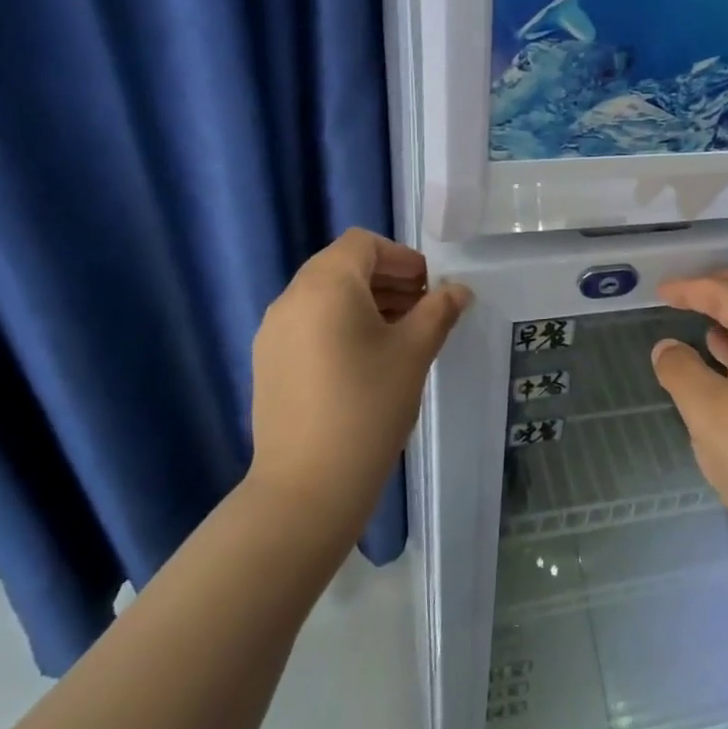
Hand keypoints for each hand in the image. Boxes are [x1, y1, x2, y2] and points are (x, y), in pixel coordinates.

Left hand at [247, 229, 469, 542]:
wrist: (307, 485)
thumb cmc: (368, 406)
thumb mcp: (414, 352)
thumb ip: (439, 311)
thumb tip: (458, 290)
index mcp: (326, 285)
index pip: (363, 243)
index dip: (402, 257)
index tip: (429, 287)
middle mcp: (291, 298)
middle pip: (342, 266)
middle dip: (386, 279)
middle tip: (422, 309)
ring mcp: (273, 332)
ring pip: (324, 297)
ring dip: (365, 302)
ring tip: (399, 336)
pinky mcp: (268, 362)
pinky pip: (309, 324)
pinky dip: (340, 325)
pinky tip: (365, 362)